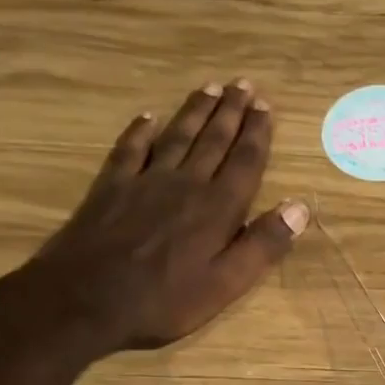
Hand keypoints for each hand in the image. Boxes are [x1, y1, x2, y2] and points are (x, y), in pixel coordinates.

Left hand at [25, 79, 308, 354]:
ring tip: (210, 88)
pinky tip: (149, 117)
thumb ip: (263, 244)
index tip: (266, 107)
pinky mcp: (110, 187)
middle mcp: (185, 184)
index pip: (244, 163)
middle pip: (212, 141)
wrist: (84, 299)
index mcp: (217, 209)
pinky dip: (141, 130)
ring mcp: (144, 181)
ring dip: (195, 112)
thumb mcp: (226, 284)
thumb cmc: (165, 300)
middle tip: (244, 85)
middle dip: (231, 112)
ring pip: (177, 136)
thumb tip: (299, 207)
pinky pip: (130, 148)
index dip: (257, 134)